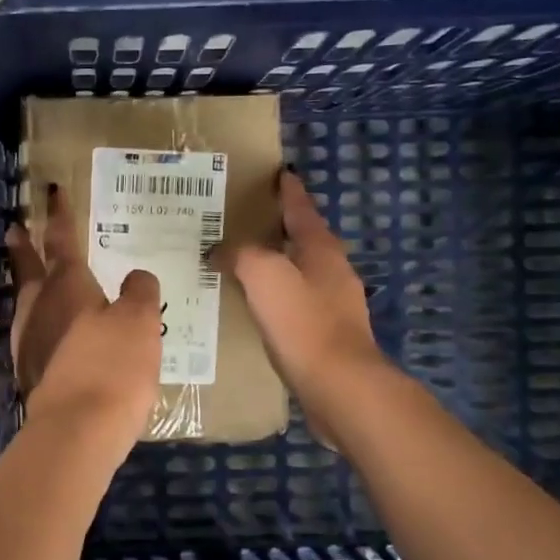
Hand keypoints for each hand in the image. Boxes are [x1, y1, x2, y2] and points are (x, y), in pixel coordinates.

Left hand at [6, 186, 162, 448]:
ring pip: (26, 301)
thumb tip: (136, 276)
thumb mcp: (139, 321)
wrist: (78, 429)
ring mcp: (30, 341)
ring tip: (30, 277)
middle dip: (25, 246)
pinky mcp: (31, 372)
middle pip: (29, 268)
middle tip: (15, 228)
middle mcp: (41, 307)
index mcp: (67, 286)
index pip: (62, 241)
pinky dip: (38, 322)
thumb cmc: (112, 365)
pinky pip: (33, 333)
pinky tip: (47, 332)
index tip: (51, 192)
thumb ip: (139, 292)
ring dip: (26, 283)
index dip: (60, 216)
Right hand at [220, 168, 385, 441]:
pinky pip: (297, 303)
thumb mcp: (263, 274)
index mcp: (321, 248)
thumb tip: (220, 251)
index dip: (288, 191)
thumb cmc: (303, 322)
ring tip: (245, 264)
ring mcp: (335, 304)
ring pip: (301, 272)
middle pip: (305, 238)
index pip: (301, 208)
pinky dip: (277, 296)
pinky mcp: (328, 334)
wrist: (340, 386)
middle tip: (246, 222)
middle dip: (280, 227)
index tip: (279, 174)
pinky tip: (258, 308)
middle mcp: (333, 271)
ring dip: (277, 263)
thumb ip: (240, 254)